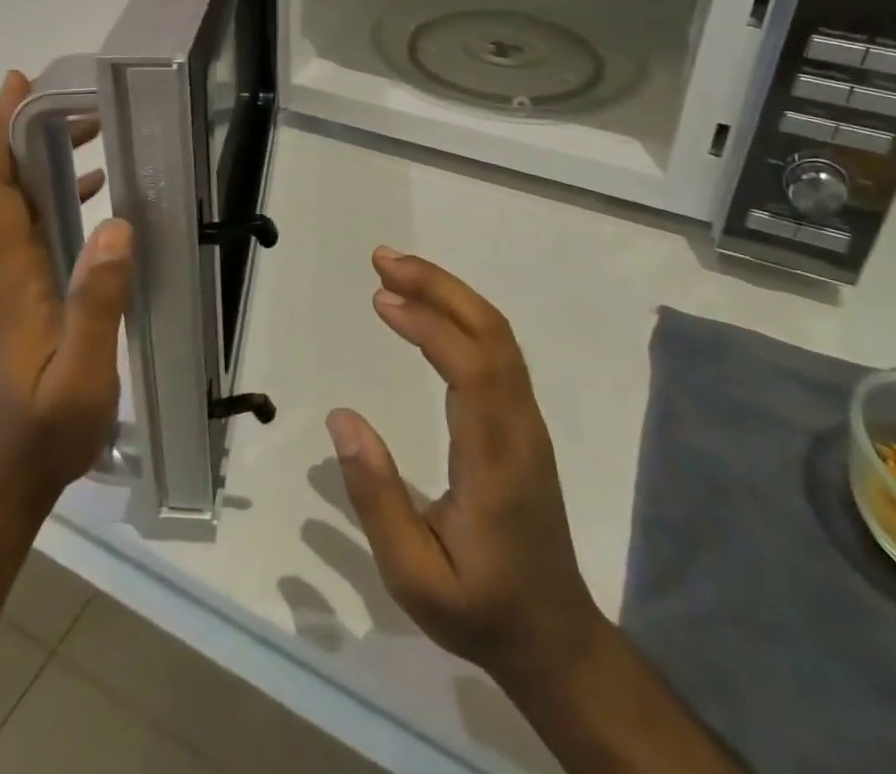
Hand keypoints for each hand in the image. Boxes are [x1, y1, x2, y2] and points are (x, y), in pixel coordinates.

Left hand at [0, 70, 133, 519]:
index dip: (0, 131)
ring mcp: (1, 283)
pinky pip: (28, 227)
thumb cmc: (40, 431)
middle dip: (26, 131)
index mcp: (6, 276)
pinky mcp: (13, 296)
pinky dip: (53, 195)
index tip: (17, 85)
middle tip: (73, 96)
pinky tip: (92, 193)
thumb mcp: (79, 374)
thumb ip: (96, 301)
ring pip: (14, 203)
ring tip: (89, 128)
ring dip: (41, 159)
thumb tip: (118, 224)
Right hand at [326, 249, 604, 683]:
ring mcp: (527, 419)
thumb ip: (377, 498)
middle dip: (438, 285)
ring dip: (449, 293)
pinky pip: (497, 349)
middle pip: (491, 332)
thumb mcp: (414, 577)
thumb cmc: (480, 609)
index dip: (428, 324)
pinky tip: (428, 308)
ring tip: (396, 272)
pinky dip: (461, 315)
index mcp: (496, 460)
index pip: (471, 368)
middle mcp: (520, 425)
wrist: (553, 636)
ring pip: (498, 334)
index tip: (382, 298)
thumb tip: (342, 418)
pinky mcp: (522, 420)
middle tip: (383, 258)